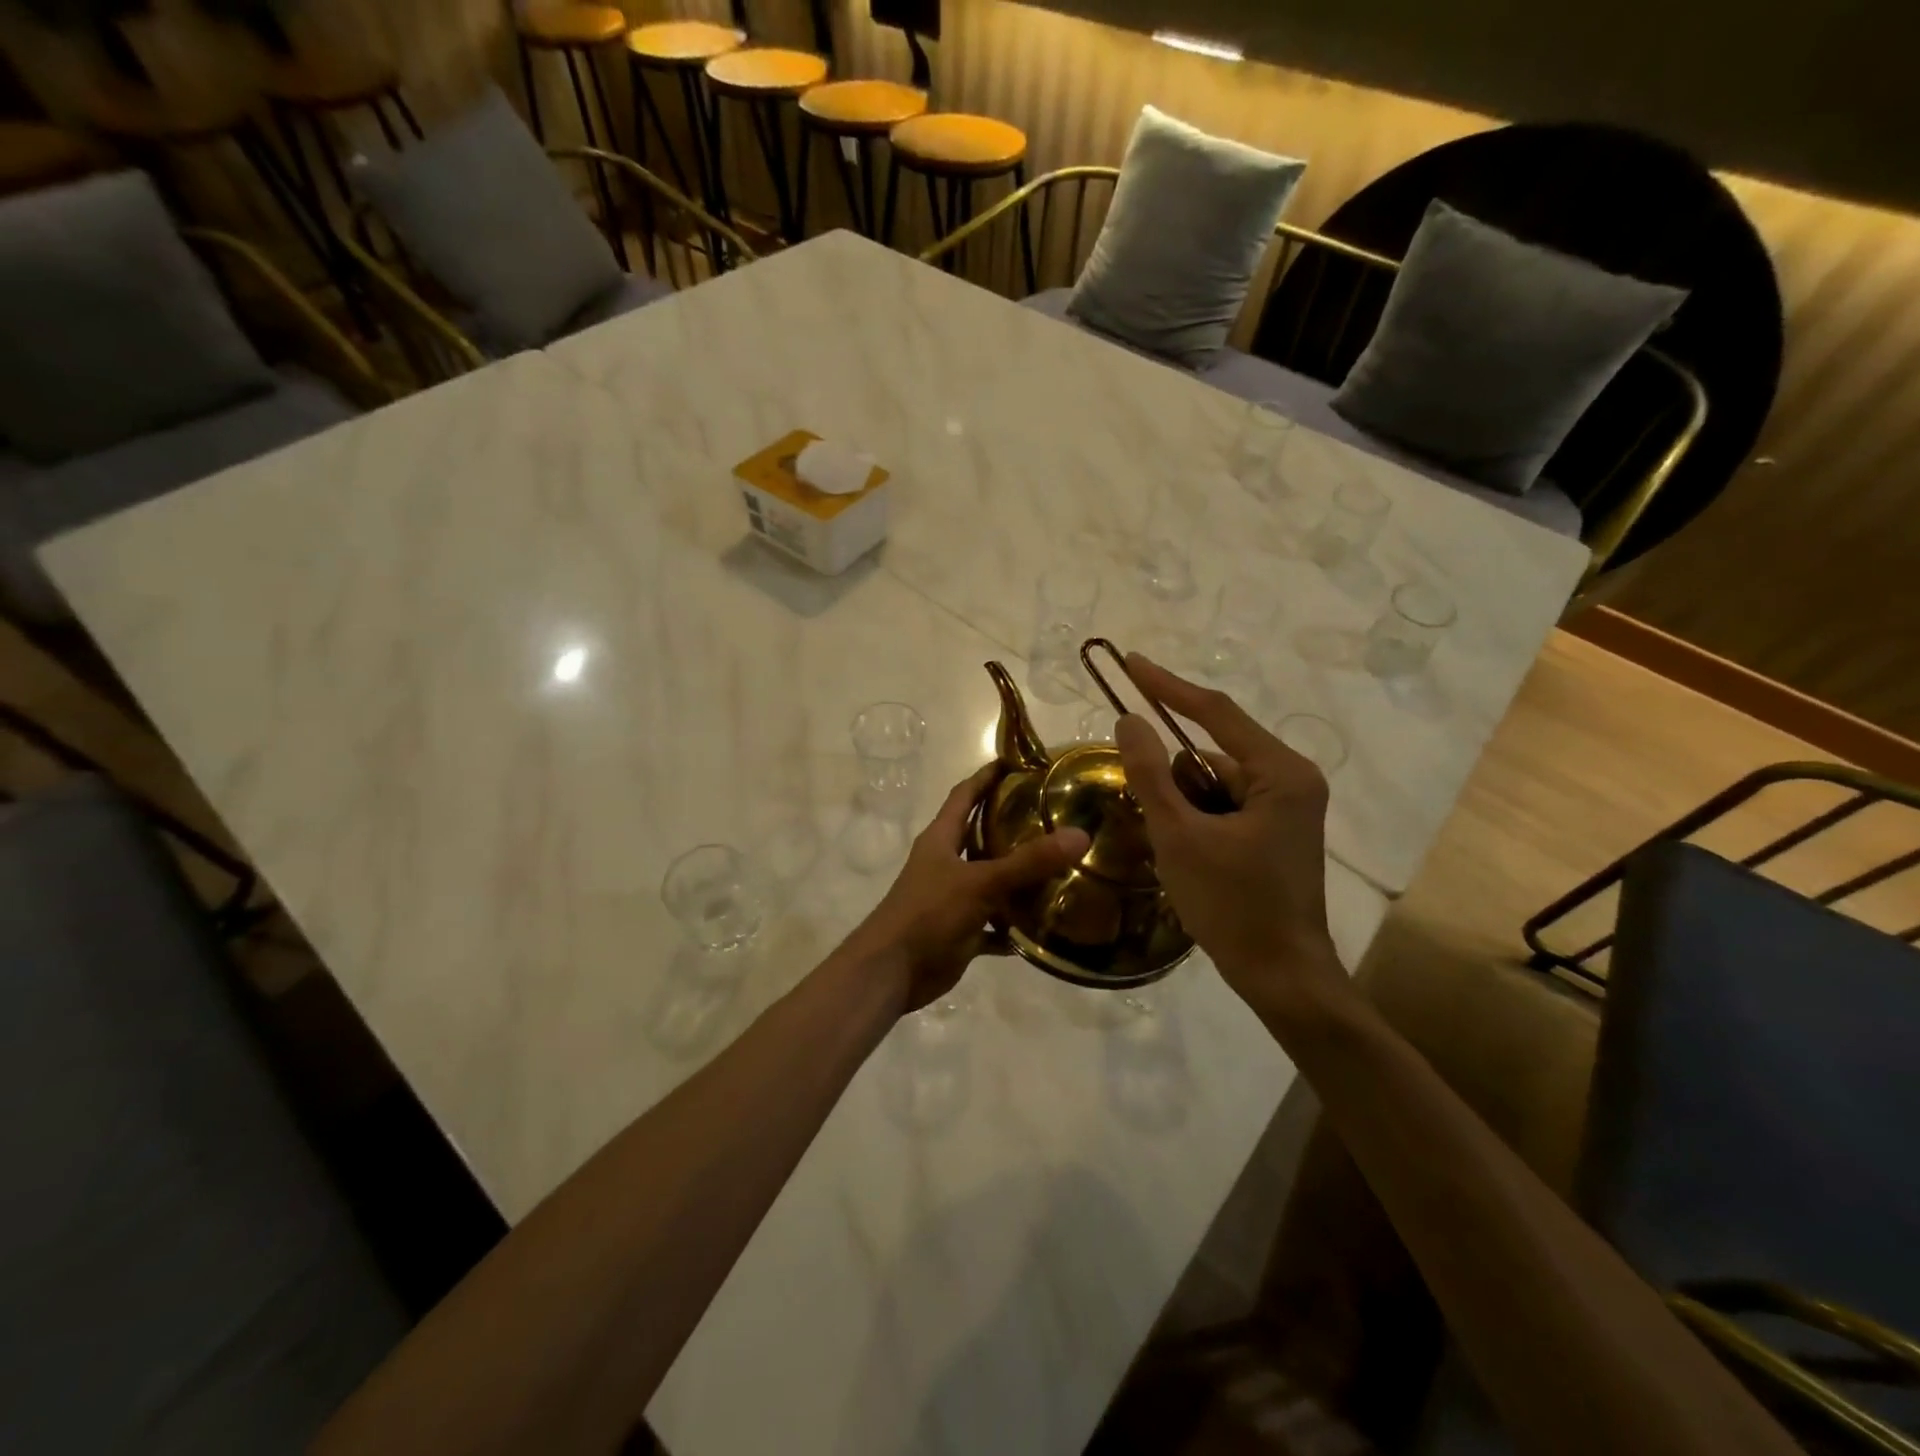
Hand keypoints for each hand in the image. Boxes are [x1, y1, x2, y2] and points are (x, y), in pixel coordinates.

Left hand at [844, 764, 1089, 1014]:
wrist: (891, 972)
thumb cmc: (928, 914)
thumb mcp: (980, 882)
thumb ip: (1028, 862)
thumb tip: (1079, 835)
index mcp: (941, 838)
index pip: (964, 795)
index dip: (987, 777)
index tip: (1018, 762)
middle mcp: (946, 862)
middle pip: (980, 835)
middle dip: (1012, 825)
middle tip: (1054, 816)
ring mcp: (952, 898)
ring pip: (991, 880)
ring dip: (1019, 877)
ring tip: (1061, 868)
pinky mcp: (960, 930)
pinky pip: (994, 923)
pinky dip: (1014, 925)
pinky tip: (1045, 924)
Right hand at [1114, 654, 1348, 1012]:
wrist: (1282, 977)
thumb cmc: (1233, 905)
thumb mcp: (1180, 836)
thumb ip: (1151, 774)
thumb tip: (1128, 719)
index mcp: (1280, 773)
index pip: (1215, 712)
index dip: (1167, 687)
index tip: (1130, 663)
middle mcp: (1290, 780)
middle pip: (1212, 754)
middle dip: (1171, 775)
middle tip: (1142, 800)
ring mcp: (1286, 808)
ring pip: (1214, 784)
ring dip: (1180, 803)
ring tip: (1169, 847)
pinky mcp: (1275, 832)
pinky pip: (1223, 807)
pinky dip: (1194, 819)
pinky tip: (1182, 853)